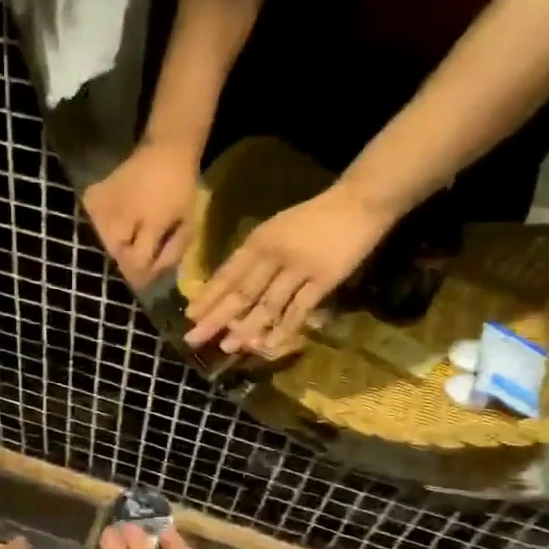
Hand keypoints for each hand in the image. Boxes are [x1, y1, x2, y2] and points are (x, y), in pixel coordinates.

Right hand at [82, 138, 202, 287]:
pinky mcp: (95, 194)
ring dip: (114, 245)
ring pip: (102, 239)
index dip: (140, 275)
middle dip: (126, 259)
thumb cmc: (181, 188)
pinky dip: (99, 227)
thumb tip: (155, 273)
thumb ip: (172, 251)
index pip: (137, 261)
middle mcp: (125, 214)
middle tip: (135, 259)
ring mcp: (107, 203)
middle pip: (116, 253)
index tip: (144, 281)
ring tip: (125, 241)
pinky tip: (112, 225)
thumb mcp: (187, 222)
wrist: (166, 150)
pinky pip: (92, 221)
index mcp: (152, 222)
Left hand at [183, 183, 395, 356]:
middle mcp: (273, 254)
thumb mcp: (276, 229)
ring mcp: (299, 268)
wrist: (357, 202)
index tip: (190, 315)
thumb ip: (255, 255)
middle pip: (241, 292)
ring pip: (267, 304)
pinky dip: (283, 328)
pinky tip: (269, 344)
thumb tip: (230, 286)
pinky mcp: (324, 280)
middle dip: (216, 317)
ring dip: (246, 327)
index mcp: (258, 240)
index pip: (227, 273)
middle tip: (194, 338)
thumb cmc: (313, 217)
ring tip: (227, 346)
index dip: (208, 296)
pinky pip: (299, 309)